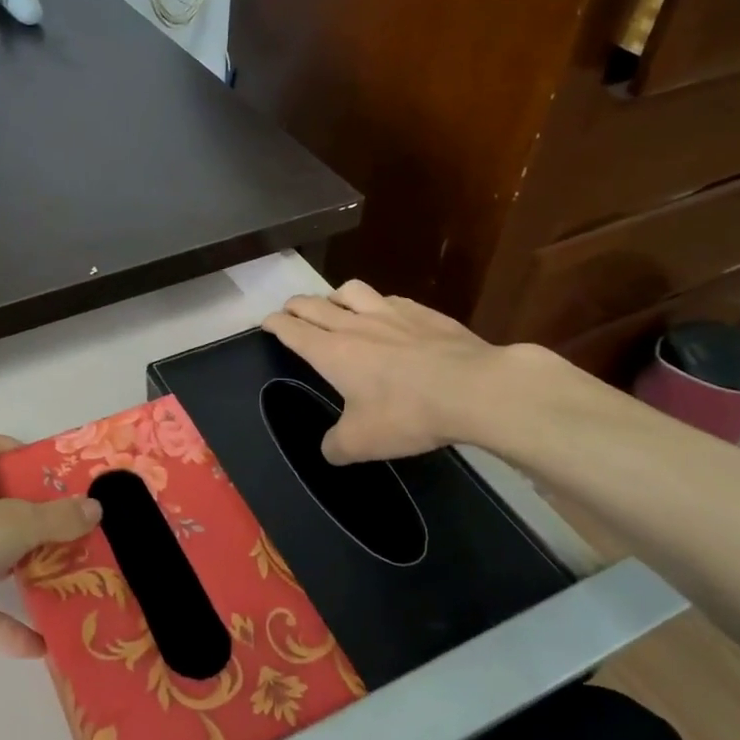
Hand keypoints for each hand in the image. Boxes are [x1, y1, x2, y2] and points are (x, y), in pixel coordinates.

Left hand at [0, 429, 99, 665]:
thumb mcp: (16, 522)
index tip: (44, 471)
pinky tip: (40, 644)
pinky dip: (5, 626)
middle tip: (71, 530)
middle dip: (31, 519)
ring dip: (23, 572)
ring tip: (65, 581)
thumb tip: (95, 509)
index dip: (10, 450)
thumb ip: (57, 518)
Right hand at [263, 280, 558, 463]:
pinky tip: (387, 315)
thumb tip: (329, 449)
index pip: (293, 329)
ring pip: (351, 290)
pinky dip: (377, 303)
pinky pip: (389, 298)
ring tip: (334, 305)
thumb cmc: (407, 414)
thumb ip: (336, 445)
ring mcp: (390, 313)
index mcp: (332, 352)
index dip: (275, 324)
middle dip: (296, 306)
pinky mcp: (423, 312)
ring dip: (334, 296)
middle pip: (315, 304)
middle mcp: (355, 324)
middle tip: (290, 311)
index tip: (266, 322)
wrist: (473, 388)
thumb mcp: (362, 443)